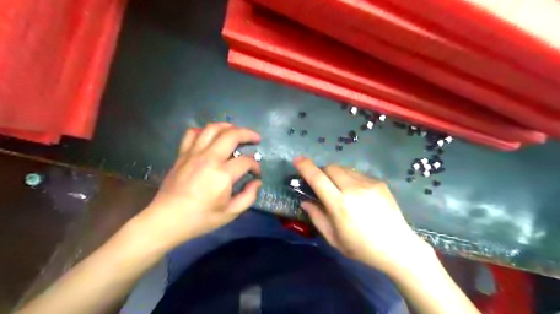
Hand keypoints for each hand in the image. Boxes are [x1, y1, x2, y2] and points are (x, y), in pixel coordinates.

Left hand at [134, 122, 261, 249]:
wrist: (166, 220)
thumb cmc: (200, 219)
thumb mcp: (230, 213)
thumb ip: (248, 197)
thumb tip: (257, 182)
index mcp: (222, 175)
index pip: (246, 161)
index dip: (255, 165)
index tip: (256, 173)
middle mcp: (209, 159)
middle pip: (232, 135)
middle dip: (248, 134)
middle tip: (256, 139)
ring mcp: (193, 154)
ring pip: (213, 128)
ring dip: (228, 127)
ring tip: (236, 132)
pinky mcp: (182, 154)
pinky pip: (192, 133)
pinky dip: (204, 131)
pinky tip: (211, 137)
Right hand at [295, 157, 428, 274]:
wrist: (397, 247)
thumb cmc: (361, 248)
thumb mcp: (333, 238)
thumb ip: (317, 217)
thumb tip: (305, 201)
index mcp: (339, 205)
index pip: (318, 178)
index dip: (305, 167)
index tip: (297, 160)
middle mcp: (353, 189)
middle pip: (331, 167)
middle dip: (322, 171)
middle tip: (322, 183)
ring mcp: (368, 184)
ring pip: (344, 169)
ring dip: (336, 174)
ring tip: (340, 188)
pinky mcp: (379, 183)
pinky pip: (358, 174)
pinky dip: (350, 179)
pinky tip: (357, 193)